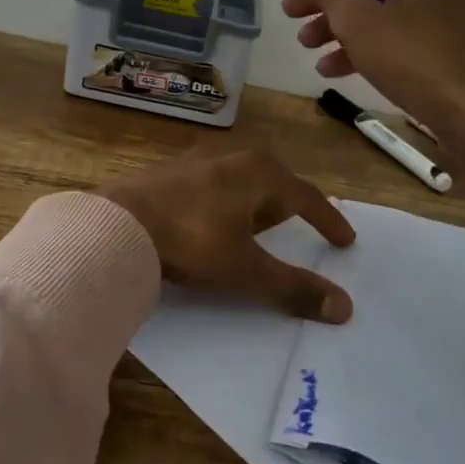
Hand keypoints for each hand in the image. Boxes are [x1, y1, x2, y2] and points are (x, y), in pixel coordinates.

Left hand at [99, 146, 357, 322]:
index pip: (307, 197)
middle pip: (274, 180)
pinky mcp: (171, 170)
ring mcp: (198, 159)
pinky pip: (213, 183)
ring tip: (258, 224)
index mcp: (260, 172)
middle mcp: (233, 156)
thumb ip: (293, 287)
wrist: (119, 223)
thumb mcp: (245, 268)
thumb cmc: (192, 240)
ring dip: (255, 201)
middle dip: (288, 203)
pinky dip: (225, 200)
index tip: (345, 241)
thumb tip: (344, 307)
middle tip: (300, 226)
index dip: (327, 220)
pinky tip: (214, 218)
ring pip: (241, 178)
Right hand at [284, 0, 464, 215]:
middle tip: (290, 14)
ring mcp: (444, 12)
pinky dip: (363, 46)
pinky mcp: (444, 45)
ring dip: (338, 26)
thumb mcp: (360, 21)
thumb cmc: (418, 61)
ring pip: (378, 10)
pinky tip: (332, 67)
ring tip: (306, 45)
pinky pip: (395, 34)